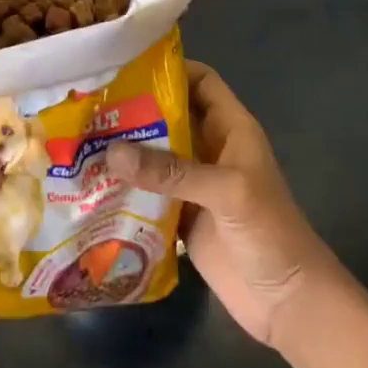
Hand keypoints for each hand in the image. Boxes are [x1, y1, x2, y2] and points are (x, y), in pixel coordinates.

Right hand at [107, 62, 342, 350]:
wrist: (289, 304)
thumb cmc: (270, 232)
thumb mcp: (227, 191)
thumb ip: (171, 171)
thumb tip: (111, 152)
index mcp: (231, 129)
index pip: (201, 82)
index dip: (170, 68)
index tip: (126, 64)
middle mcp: (210, 149)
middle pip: (169, 116)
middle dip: (134, 108)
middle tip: (88, 102)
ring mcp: (194, 184)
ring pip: (155, 155)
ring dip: (124, 150)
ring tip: (79, 137)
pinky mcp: (180, 217)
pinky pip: (147, 193)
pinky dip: (124, 187)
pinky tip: (91, 183)